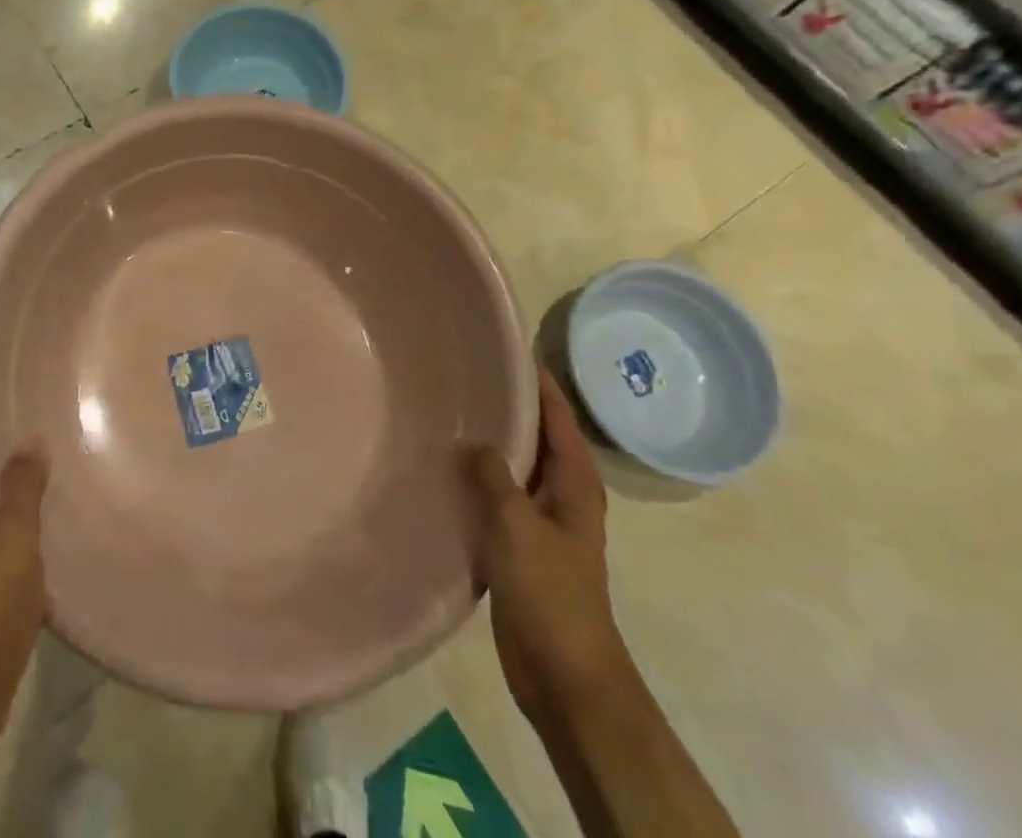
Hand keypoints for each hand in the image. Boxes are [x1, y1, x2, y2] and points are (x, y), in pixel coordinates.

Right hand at [466, 369, 633, 726]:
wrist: (564, 674)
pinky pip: (500, 495)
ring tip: (451, 410)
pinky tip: (447, 467)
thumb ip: (494, 477)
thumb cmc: (550, 593)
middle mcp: (562, 493)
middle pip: (537, 435)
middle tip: (466, 372)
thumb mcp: (518, 527)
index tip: (507, 347)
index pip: (557, 416)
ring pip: (516, 465)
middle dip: (510, 405)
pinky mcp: (521, 543)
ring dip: (492, 441)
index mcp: (574, 483)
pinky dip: (480, 476)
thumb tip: (473, 442)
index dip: (537, 382)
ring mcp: (542, 519)